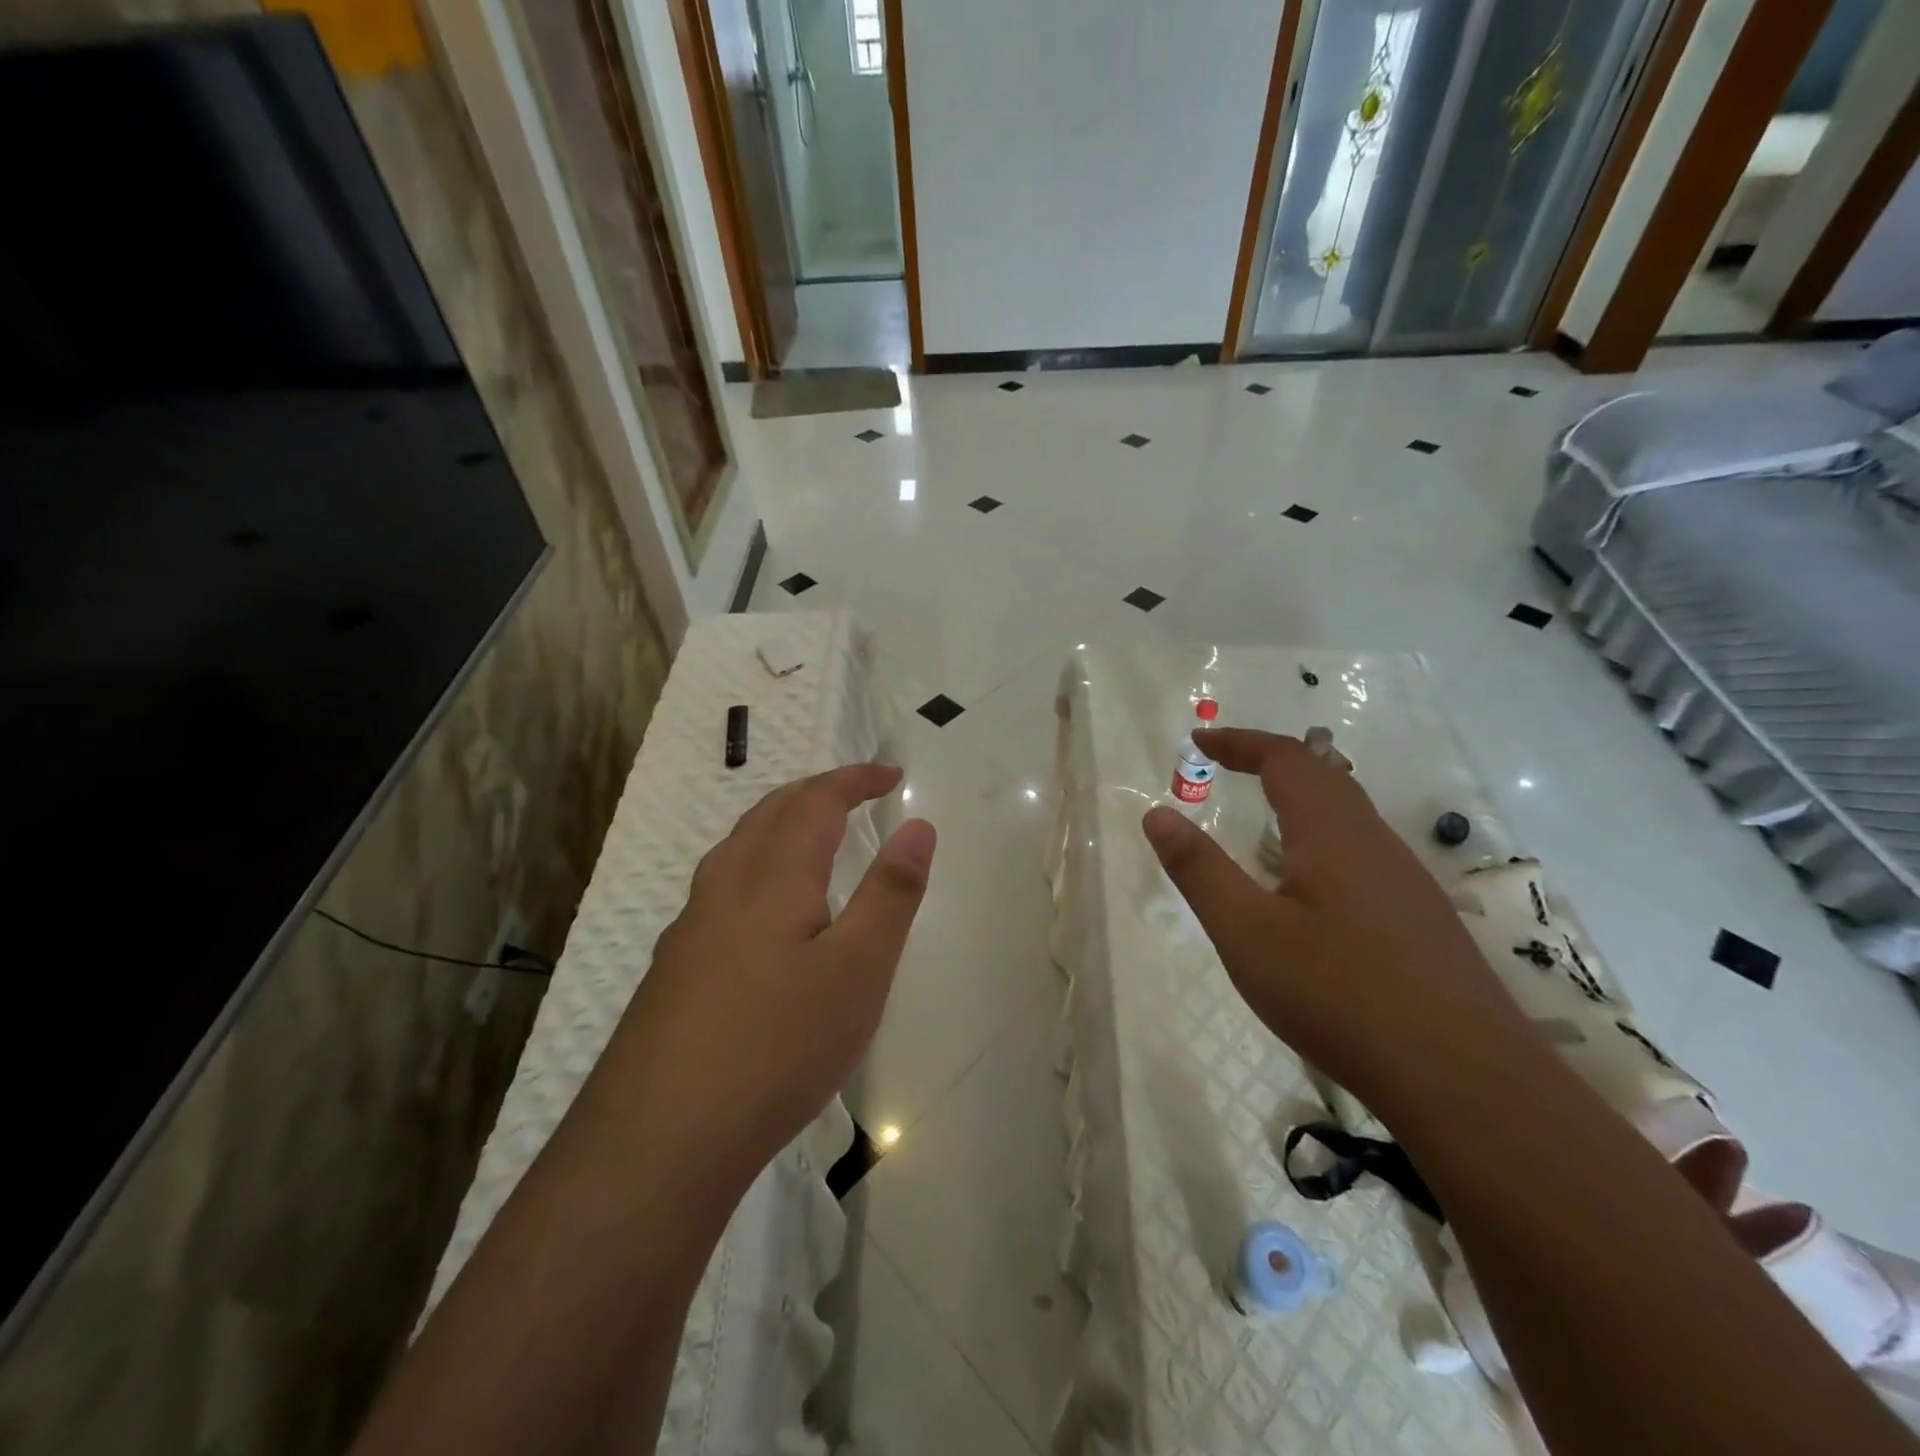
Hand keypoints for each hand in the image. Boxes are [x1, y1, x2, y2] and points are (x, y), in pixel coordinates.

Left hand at [609, 765, 934, 1186]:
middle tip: (856, 793)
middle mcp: (723, 887)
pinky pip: (721, 887)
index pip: (816, 802)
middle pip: (769, 813)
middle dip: (816, 791)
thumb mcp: (859, 970)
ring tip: (813, 835)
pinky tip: (764, 912)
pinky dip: (757, 865)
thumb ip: (891, 894)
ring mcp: (690, 928)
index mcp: (772, 877)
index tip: (892, 774)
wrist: (659, 1140)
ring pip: (737, 849)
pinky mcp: (674, 969)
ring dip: (780, 824)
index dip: (855, 779)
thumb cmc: (778, 1045)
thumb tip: (918, 826)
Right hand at [1142, 728, 1526, 1109]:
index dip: (1241, 742)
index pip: (1287, 759)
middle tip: (1225, 766)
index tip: (1199, 740)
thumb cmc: (1340, 996)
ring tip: (1261, 818)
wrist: (1467, 1081)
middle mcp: (1376, 843)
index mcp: (1332, 833)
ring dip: (1300, 799)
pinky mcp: (1421, 920)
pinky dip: (1322, 839)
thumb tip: (1157, 813)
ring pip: (1349, 817)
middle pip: (1325, 778)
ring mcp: (1407, 883)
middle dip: (1270, 761)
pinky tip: (1311, 887)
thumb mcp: (1247, 933)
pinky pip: (1363, 853)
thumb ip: (1199, 870)